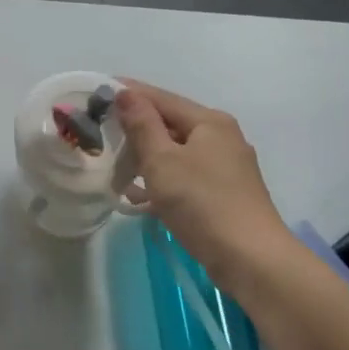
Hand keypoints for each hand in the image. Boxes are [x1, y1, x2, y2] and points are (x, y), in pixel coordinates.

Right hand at [116, 80, 292, 289]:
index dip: (129, 93)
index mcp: (209, 122)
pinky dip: (162, 181)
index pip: (161, 98)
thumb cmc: (202, 202)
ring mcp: (226, 167)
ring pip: (176, 153)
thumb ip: (142, 125)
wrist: (250, 258)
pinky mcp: (225, 194)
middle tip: (101, 132)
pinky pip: (185, 176)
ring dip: (146, 158)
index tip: (98, 91)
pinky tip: (139, 197)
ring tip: (114, 166)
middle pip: (171, 124)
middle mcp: (222, 138)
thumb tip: (126, 93)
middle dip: (136, 128)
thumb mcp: (162, 161)